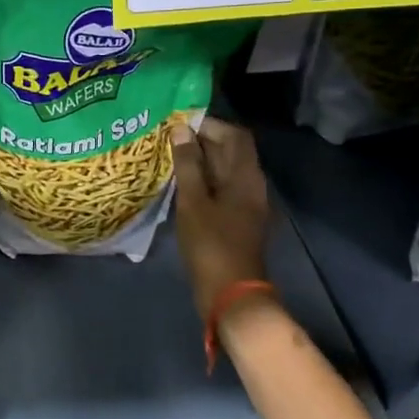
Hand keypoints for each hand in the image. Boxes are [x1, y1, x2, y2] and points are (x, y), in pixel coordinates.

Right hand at [170, 117, 270, 320]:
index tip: (178, 124)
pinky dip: (202, 181)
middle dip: (201, 141)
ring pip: (223, 171)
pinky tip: (178, 185)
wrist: (231, 294)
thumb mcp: (193, 202)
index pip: (234, 135)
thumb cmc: (211, 245)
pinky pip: (220, 188)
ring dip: (199, 161)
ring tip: (168, 158)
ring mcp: (245, 204)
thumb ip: (188, 164)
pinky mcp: (236, 219)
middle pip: (230, 152)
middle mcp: (251, 185)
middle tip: (167, 139)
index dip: (209, 125)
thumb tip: (181, 129)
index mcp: (246, 177)